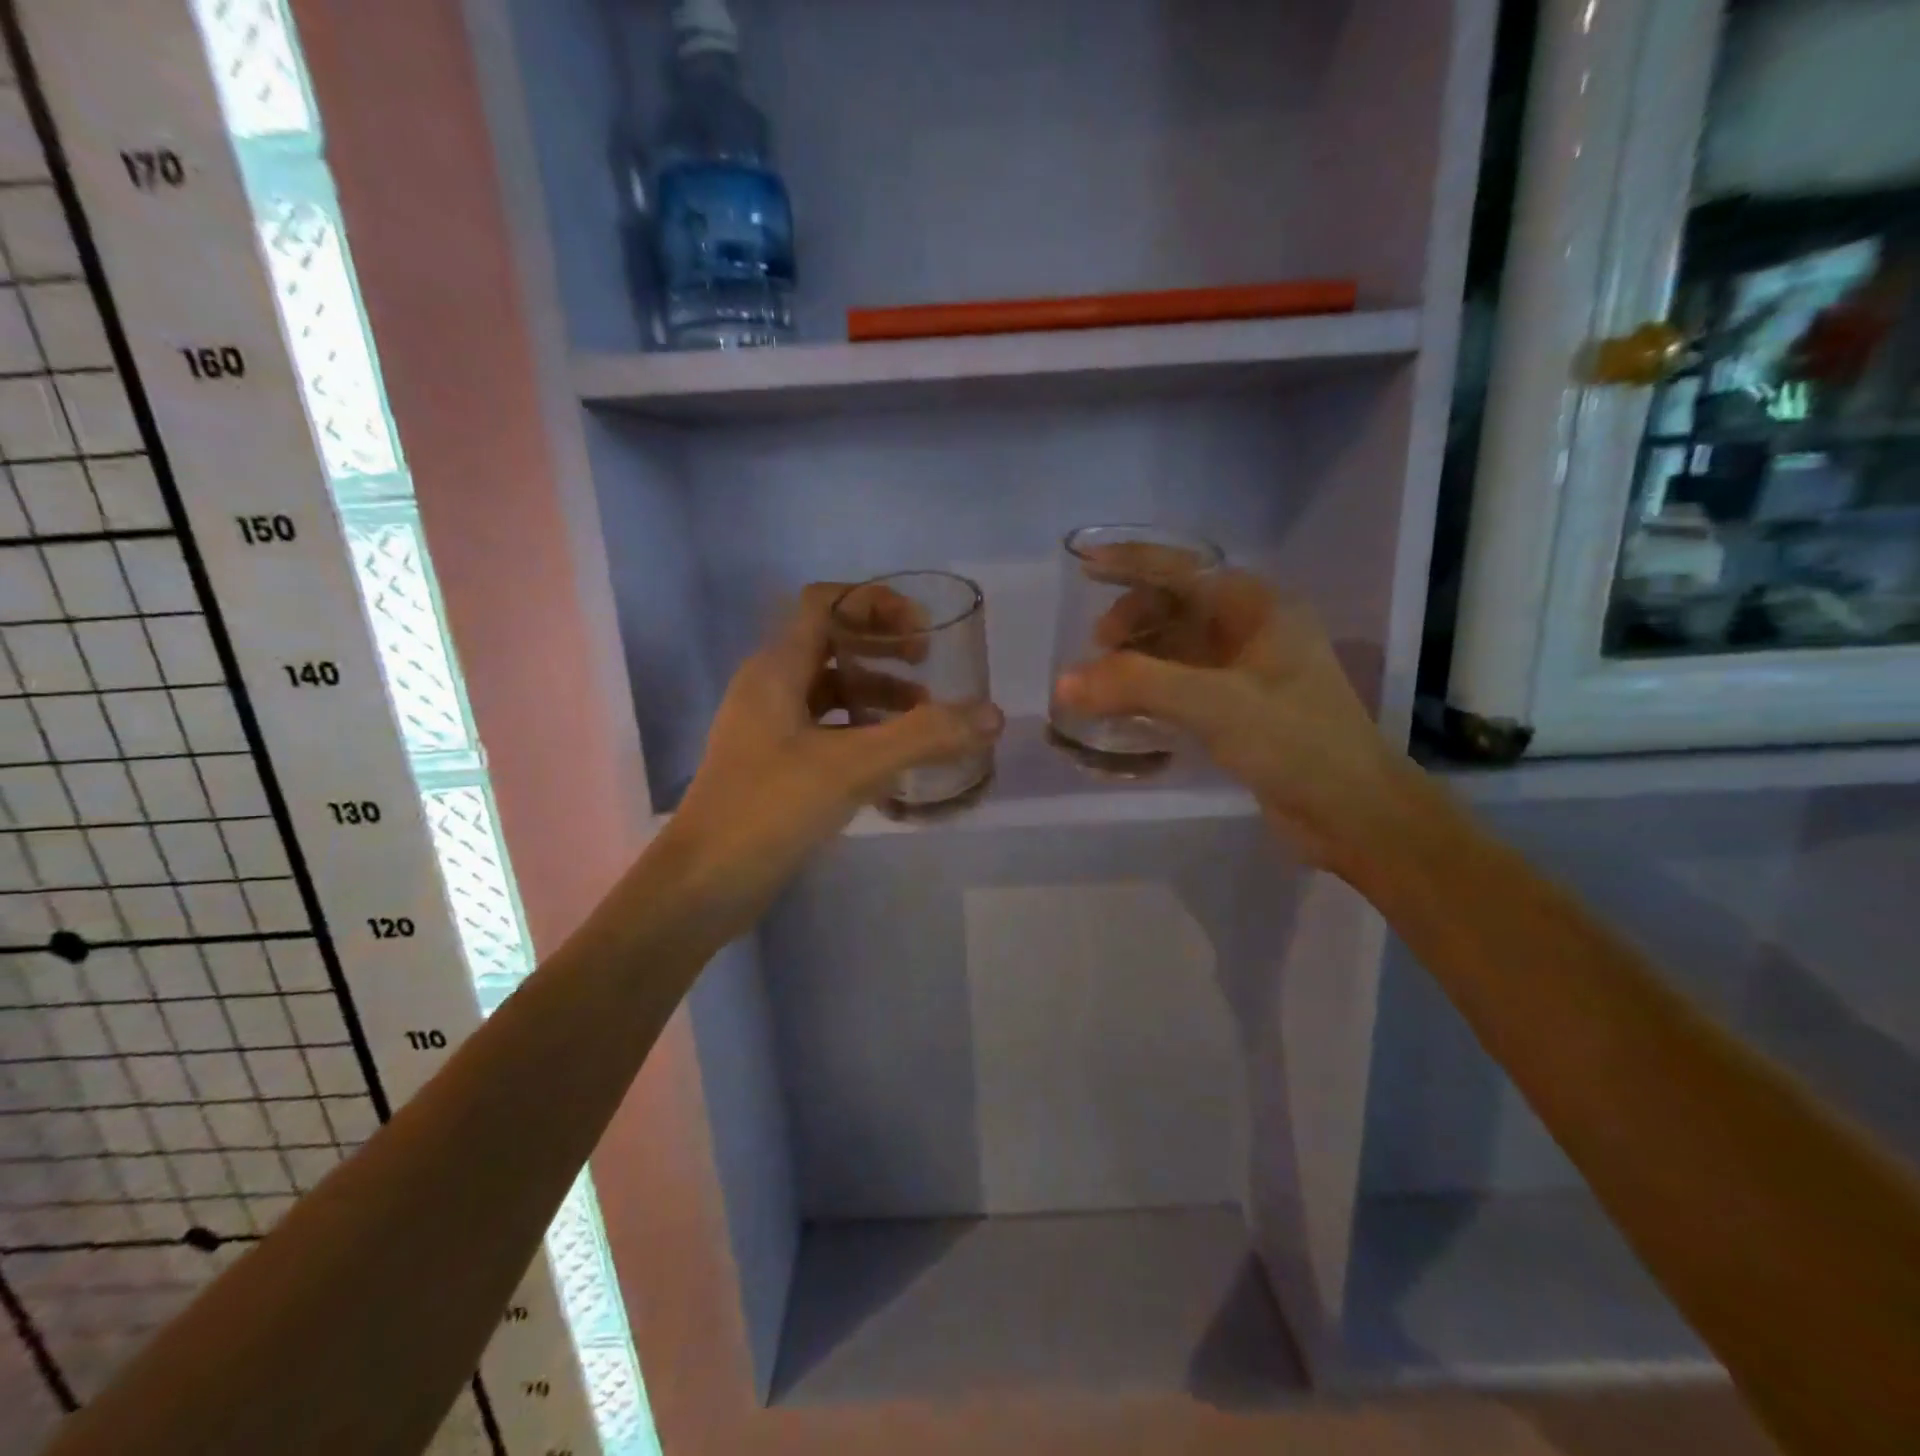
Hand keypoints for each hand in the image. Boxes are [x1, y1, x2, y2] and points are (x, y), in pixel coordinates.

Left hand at [663, 583, 1003, 929]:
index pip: (825, 603)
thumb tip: (993, 715)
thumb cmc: (769, 809)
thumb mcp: (853, 767)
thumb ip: (924, 737)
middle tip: (928, 671)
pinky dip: (862, 735)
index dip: (875, 604)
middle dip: (884, 652)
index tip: (921, 632)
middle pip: (831, 645)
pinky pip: (825, 732)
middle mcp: (768, 688)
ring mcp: (767, 729)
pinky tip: (894, 766)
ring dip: (877, 697)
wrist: (702, 885)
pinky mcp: (773, 766)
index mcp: (776, 669)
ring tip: (923, 722)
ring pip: (830, 693)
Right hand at [1054, 569, 1411, 870]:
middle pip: (1177, 605)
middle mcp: (1252, 629)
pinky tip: (1125, 705)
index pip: (1184, 569)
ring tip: (1101, 677)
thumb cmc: (1296, 742)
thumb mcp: (1215, 705)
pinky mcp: (1238, 708)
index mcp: (1259, 607)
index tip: (1084, 561)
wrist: (1353, 812)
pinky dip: (1150, 687)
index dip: (1132, 561)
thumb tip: (1064, 683)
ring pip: (1177, 646)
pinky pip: (1182, 683)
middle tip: (1096, 645)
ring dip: (1138, 654)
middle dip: (1133, 617)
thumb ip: (1138, 686)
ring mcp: (1246, 670)